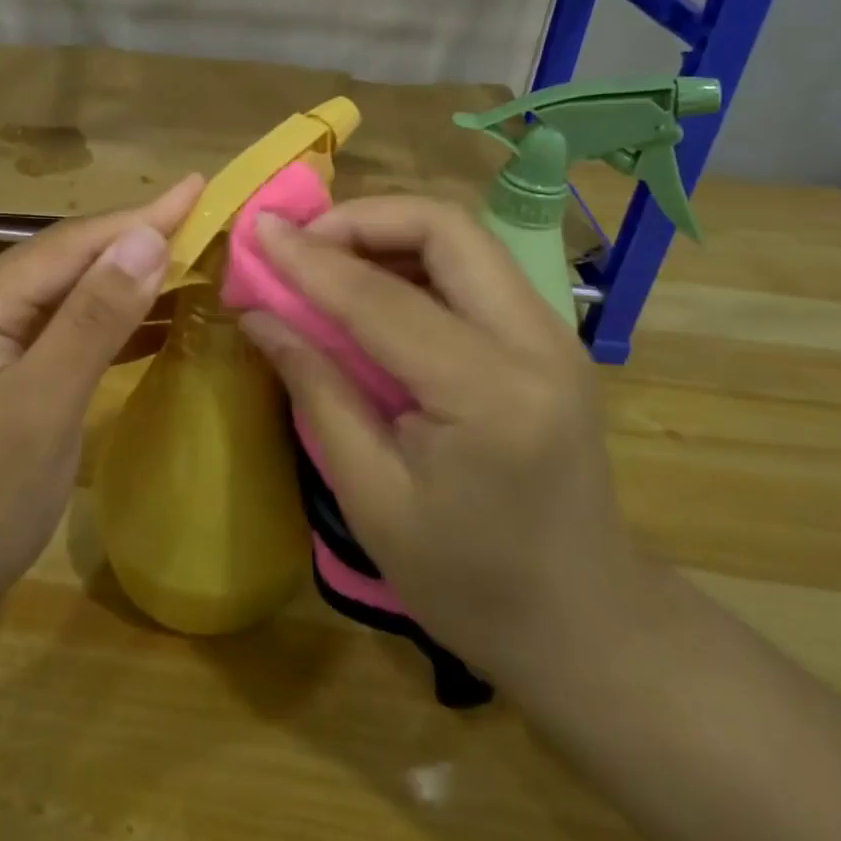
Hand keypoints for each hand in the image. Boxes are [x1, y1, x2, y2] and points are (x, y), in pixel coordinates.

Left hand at [0, 175, 203, 638]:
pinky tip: (152, 326)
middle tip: (203, 221)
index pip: (70, 243)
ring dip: (126, 281)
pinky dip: (110, 326)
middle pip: (67, 262)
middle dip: (135, 240)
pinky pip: (63, 336)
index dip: (139, 215)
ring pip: (67, 298)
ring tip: (190, 262)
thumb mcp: (38, 409)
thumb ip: (91, 320)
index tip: (198, 187)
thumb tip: (144, 238)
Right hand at [239, 196, 645, 685]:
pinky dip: (415, 258)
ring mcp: (554, 333)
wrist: (584, 622)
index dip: (310, 258)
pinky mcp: (550, 337)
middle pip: (446, 227)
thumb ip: (316, 388)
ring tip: (326, 259)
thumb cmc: (466, 581)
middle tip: (300, 243)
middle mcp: (536, 342)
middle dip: (361, 218)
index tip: (256, 229)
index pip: (383, 298)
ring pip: (463, 237)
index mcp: (488, 395)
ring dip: (388, 232)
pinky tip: (373, 288)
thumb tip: (259, 314)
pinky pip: (474, 267)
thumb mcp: (370, 496)